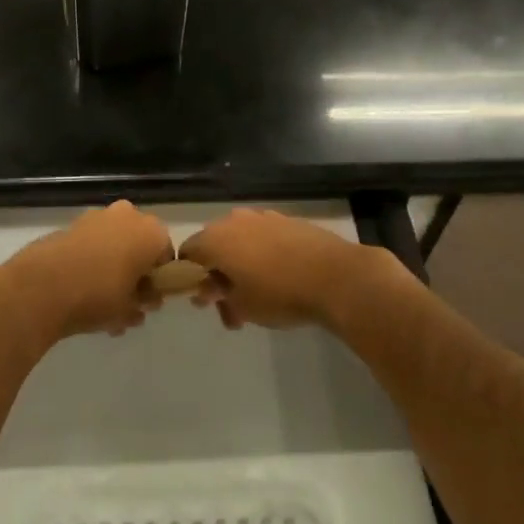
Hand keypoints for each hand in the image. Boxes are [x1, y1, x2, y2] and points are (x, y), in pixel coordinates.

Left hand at [0, 201, 174, 344]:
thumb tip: (145, 301)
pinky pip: (92, 243)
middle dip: (135, 271)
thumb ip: (143, 302)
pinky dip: (92, 261)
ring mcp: (97, 216)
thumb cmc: (98, 296)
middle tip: (127, 301)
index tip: (149, 300)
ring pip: (114, 243)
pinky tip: (81, 292)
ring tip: (101, 305)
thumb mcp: (130, 309)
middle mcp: (127, 215)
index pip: (166, 254)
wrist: (42, 286)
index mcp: (151, 232)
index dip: (160, 279)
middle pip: (139, 244)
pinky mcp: (72, 224)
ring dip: (112, 267)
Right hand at [180, 209, 396, 330]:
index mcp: (216, 239)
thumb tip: (209, 290)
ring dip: (241, 265)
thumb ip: (219, 297)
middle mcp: (235, 221)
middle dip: (218, 274)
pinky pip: (263, 237)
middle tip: (232, 306)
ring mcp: (263, 217)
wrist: (336, 276)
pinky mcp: (287, 220)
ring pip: (240, 240)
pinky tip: (280, 277)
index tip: (206, 299)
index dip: (190, 276)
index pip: (187, 251)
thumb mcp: (242, 306)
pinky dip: (262, 254)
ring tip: (258, 295)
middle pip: (214, 245)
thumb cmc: (280, 294)